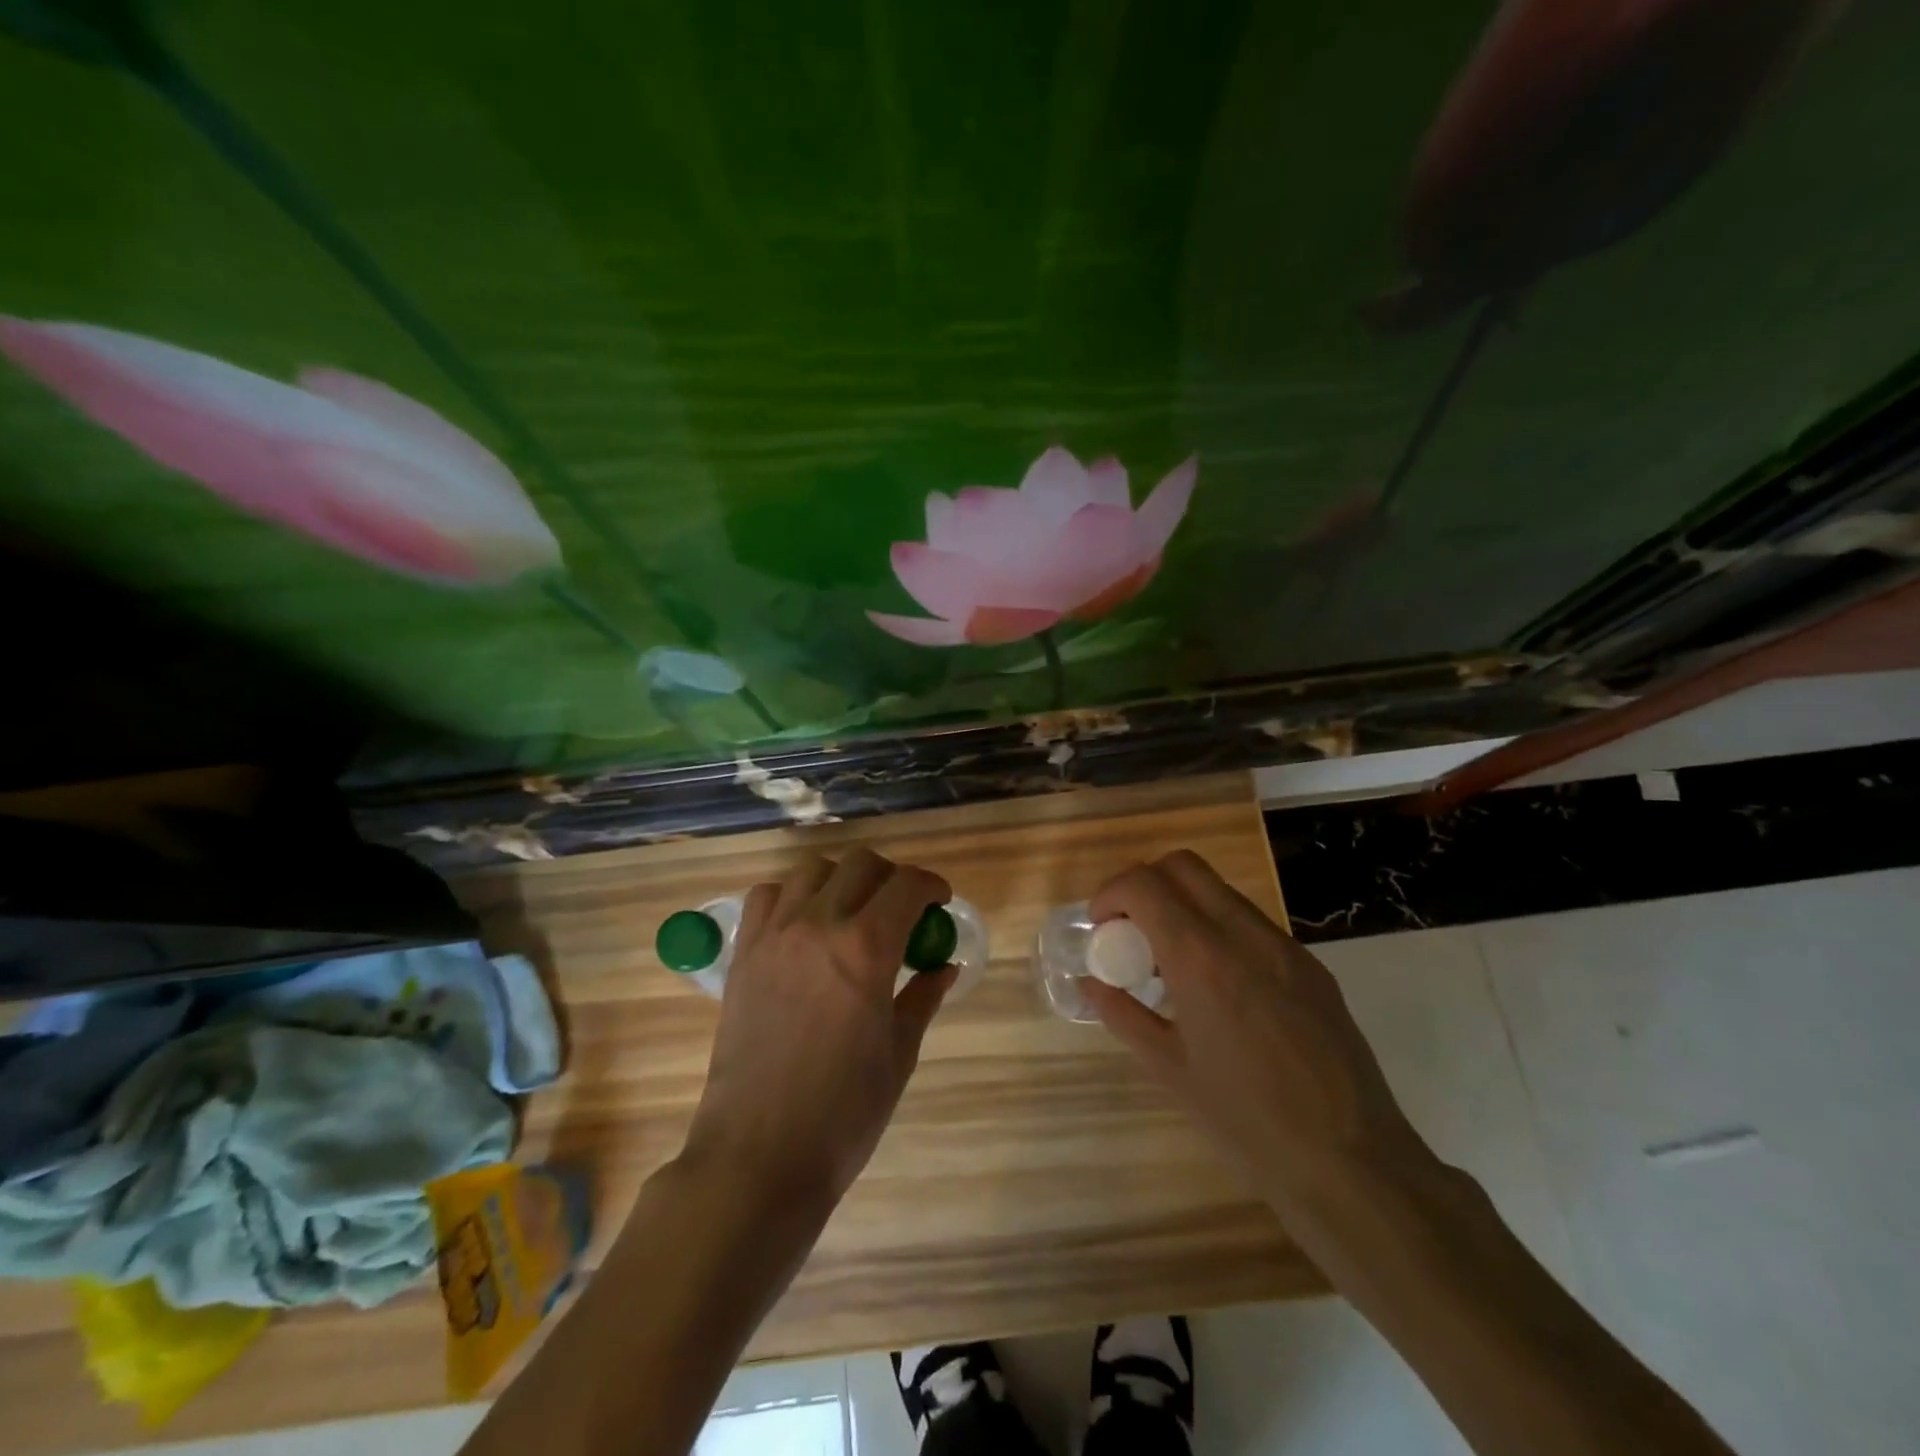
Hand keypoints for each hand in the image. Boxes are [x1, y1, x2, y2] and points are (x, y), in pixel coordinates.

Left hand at [682, 849, 954, 1211]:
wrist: (759, 1155)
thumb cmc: (844, 1112)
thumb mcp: (898, 1053)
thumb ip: (922, 996)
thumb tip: (944, 966)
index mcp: (867, 948)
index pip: (907, 885)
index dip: (931, 886)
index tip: (939, 902)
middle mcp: (818, 925)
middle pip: (861, 864)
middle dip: (890, 877)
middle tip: (901, 909)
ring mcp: (774, 935)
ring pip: (812, 870)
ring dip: (841, 880)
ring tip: (851, 913)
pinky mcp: (743, 954)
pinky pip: (766, 896)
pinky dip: (791, 896)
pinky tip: (804, 927)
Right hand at [1083, 850, 1433, 1221]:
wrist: (1352, 1164)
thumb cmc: (1247, 1123)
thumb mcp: (1170, 1070)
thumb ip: (1123, 1014)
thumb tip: (1092, 984)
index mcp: (1202, 959)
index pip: (1145, 885)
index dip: (1111, 894)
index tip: (1101, 927)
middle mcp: (1245, 936)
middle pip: (1184, 866)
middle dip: (1146, 884)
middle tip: (1130, 929)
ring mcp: (1285, 948)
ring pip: (1221, 891)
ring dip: (1184, 905)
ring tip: (1171, 961)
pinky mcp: (1312, 967)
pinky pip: (1252, 924)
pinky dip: (1219, 929)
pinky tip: (1217, 986)